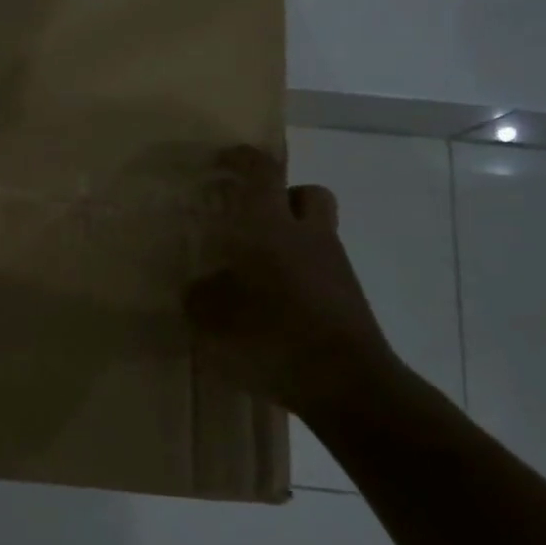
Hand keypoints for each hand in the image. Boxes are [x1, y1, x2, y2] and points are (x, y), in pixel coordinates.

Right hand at [185, 144, 399, 412]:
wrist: (348, 384)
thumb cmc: (273, 336)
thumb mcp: (213, 319)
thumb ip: (199, 298)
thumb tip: (197, 289)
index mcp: (272, 228)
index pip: (262, 174)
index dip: (243, 160)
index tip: (224, 159)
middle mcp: (309, 237)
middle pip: (307, 194)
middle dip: (282, 197)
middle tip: (253, 218)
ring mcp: (335, 268)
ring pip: (316, 233)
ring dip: (291, 240)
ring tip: (257, 270)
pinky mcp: (348, 300)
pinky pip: (321, 271)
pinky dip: (300, 276)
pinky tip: (276, 306)